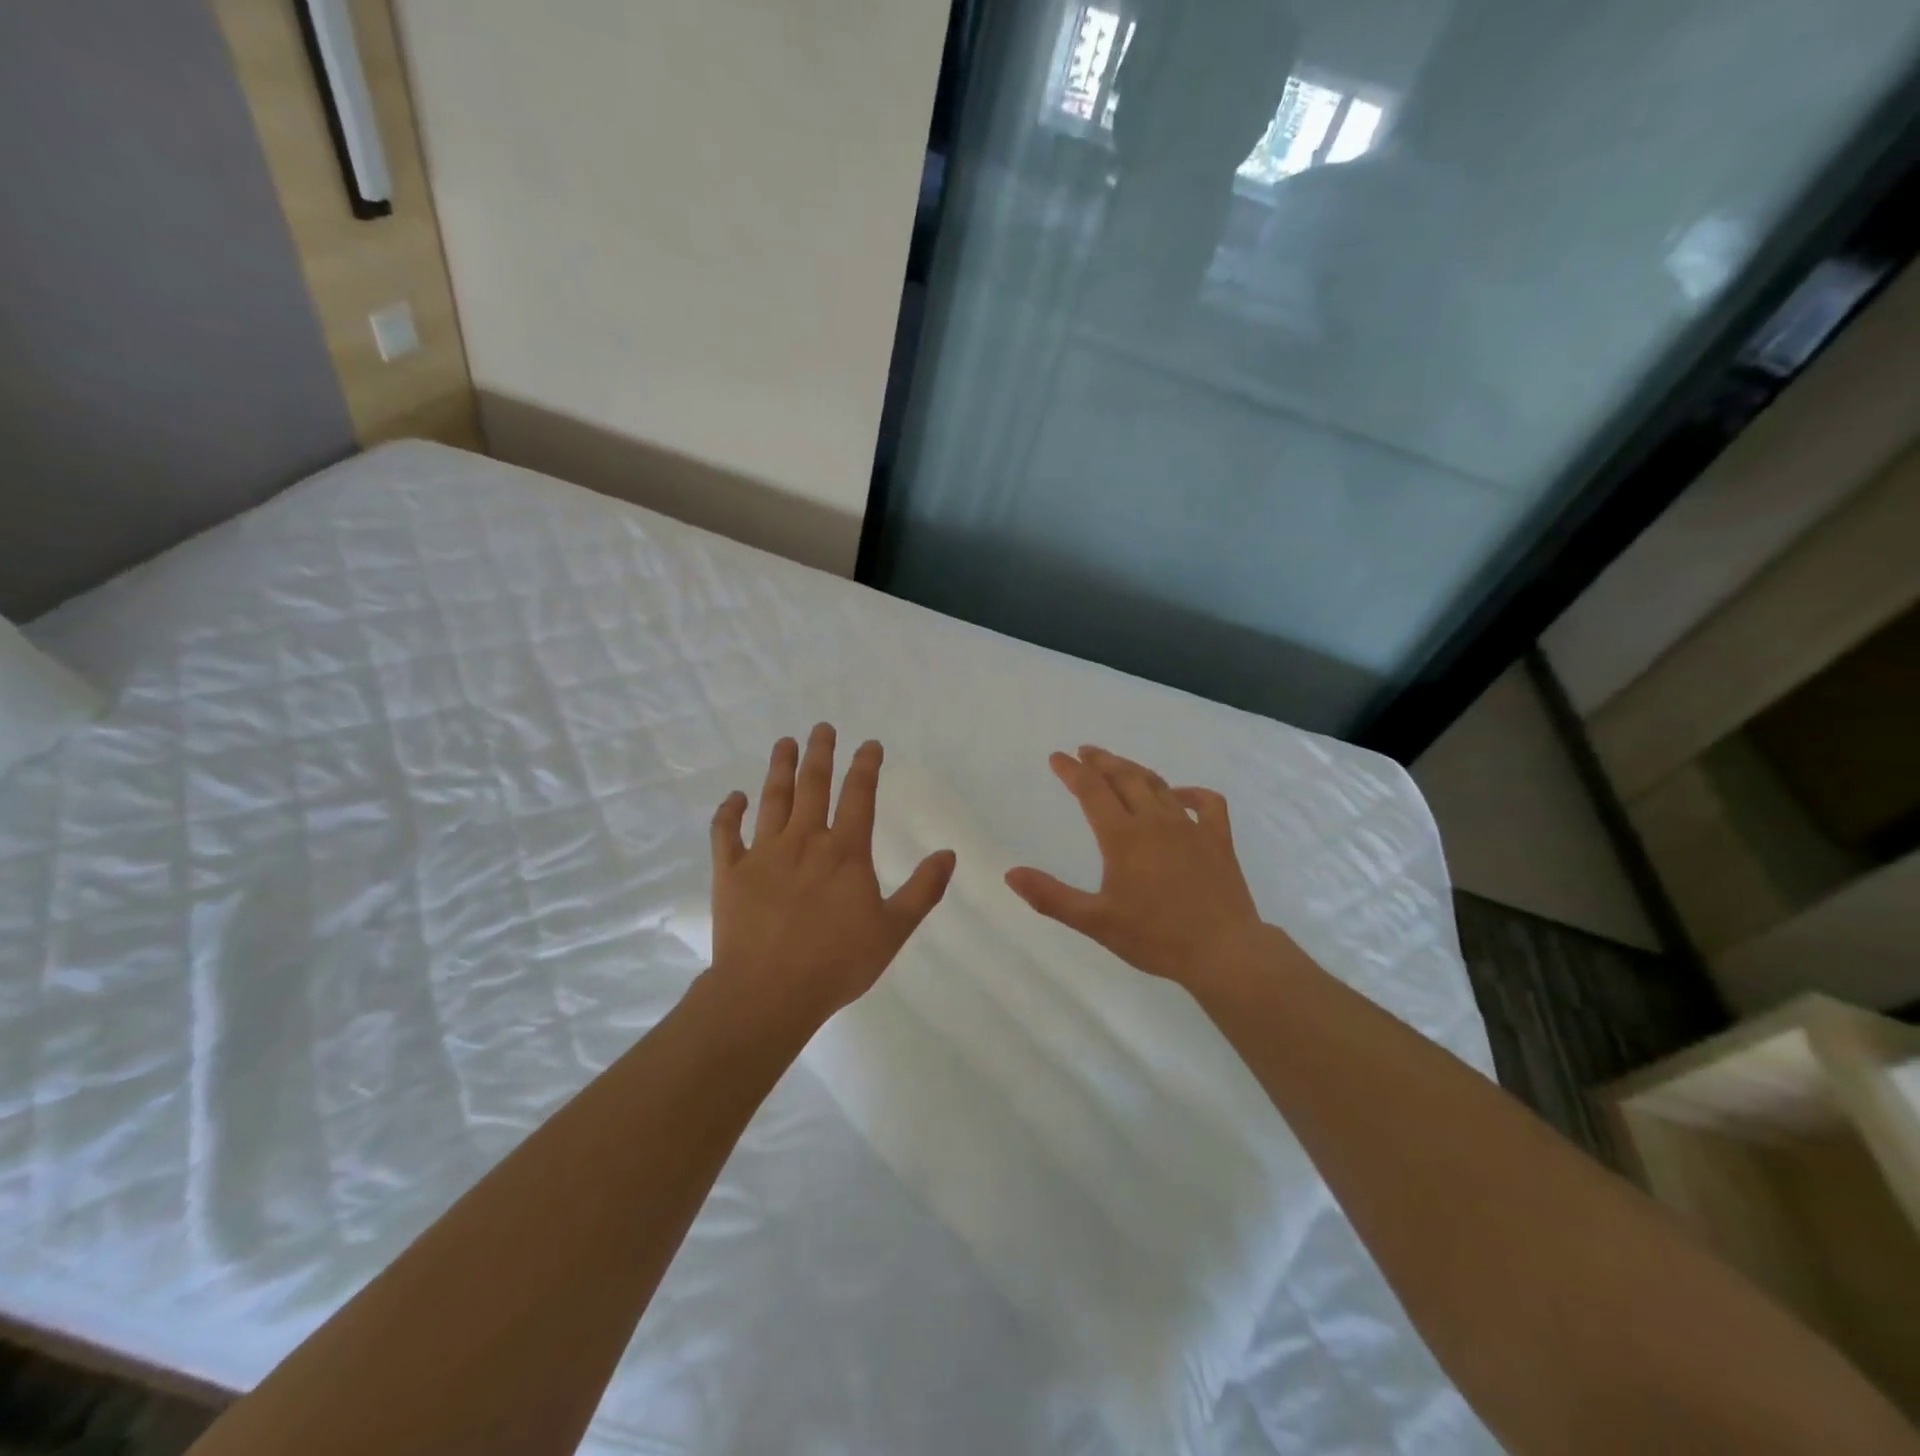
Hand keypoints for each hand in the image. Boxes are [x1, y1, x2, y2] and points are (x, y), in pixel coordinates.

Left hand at [708, 724, 956, 1027]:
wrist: (768, 992)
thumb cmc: (836, 962)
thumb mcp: (893, 930)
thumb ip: (923, 889)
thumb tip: (948, 853)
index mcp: (845, 851)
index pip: (859, 795)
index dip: (865, 765)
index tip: (869, 744)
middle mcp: (804, 840)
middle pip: (813, 784)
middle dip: (820, 752)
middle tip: (822, 728)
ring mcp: (764, 853)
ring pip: (772, 798)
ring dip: (779, 767)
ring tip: (785, 742)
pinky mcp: (731, 872)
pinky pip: (726, 833)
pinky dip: (729, 812)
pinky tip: (735, 797)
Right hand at [1005, 747, 1265, 987]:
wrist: (1223, 951)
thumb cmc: (1155, 937)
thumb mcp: (1095, 921)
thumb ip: (1051, 896)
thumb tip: (1010, 873)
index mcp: (1123, 836)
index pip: (1091, 790)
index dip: (1072, 771)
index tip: (1057, 757)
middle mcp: (1155, 821)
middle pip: (1124, 777)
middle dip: (1101, 761)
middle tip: (1085, 750)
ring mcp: (1190, 827)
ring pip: (1158, 784)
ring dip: (1134, 769)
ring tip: (1118, 764)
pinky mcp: (1218, 839)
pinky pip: (1206, 803)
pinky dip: (1190, 792)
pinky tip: (1179, 795)